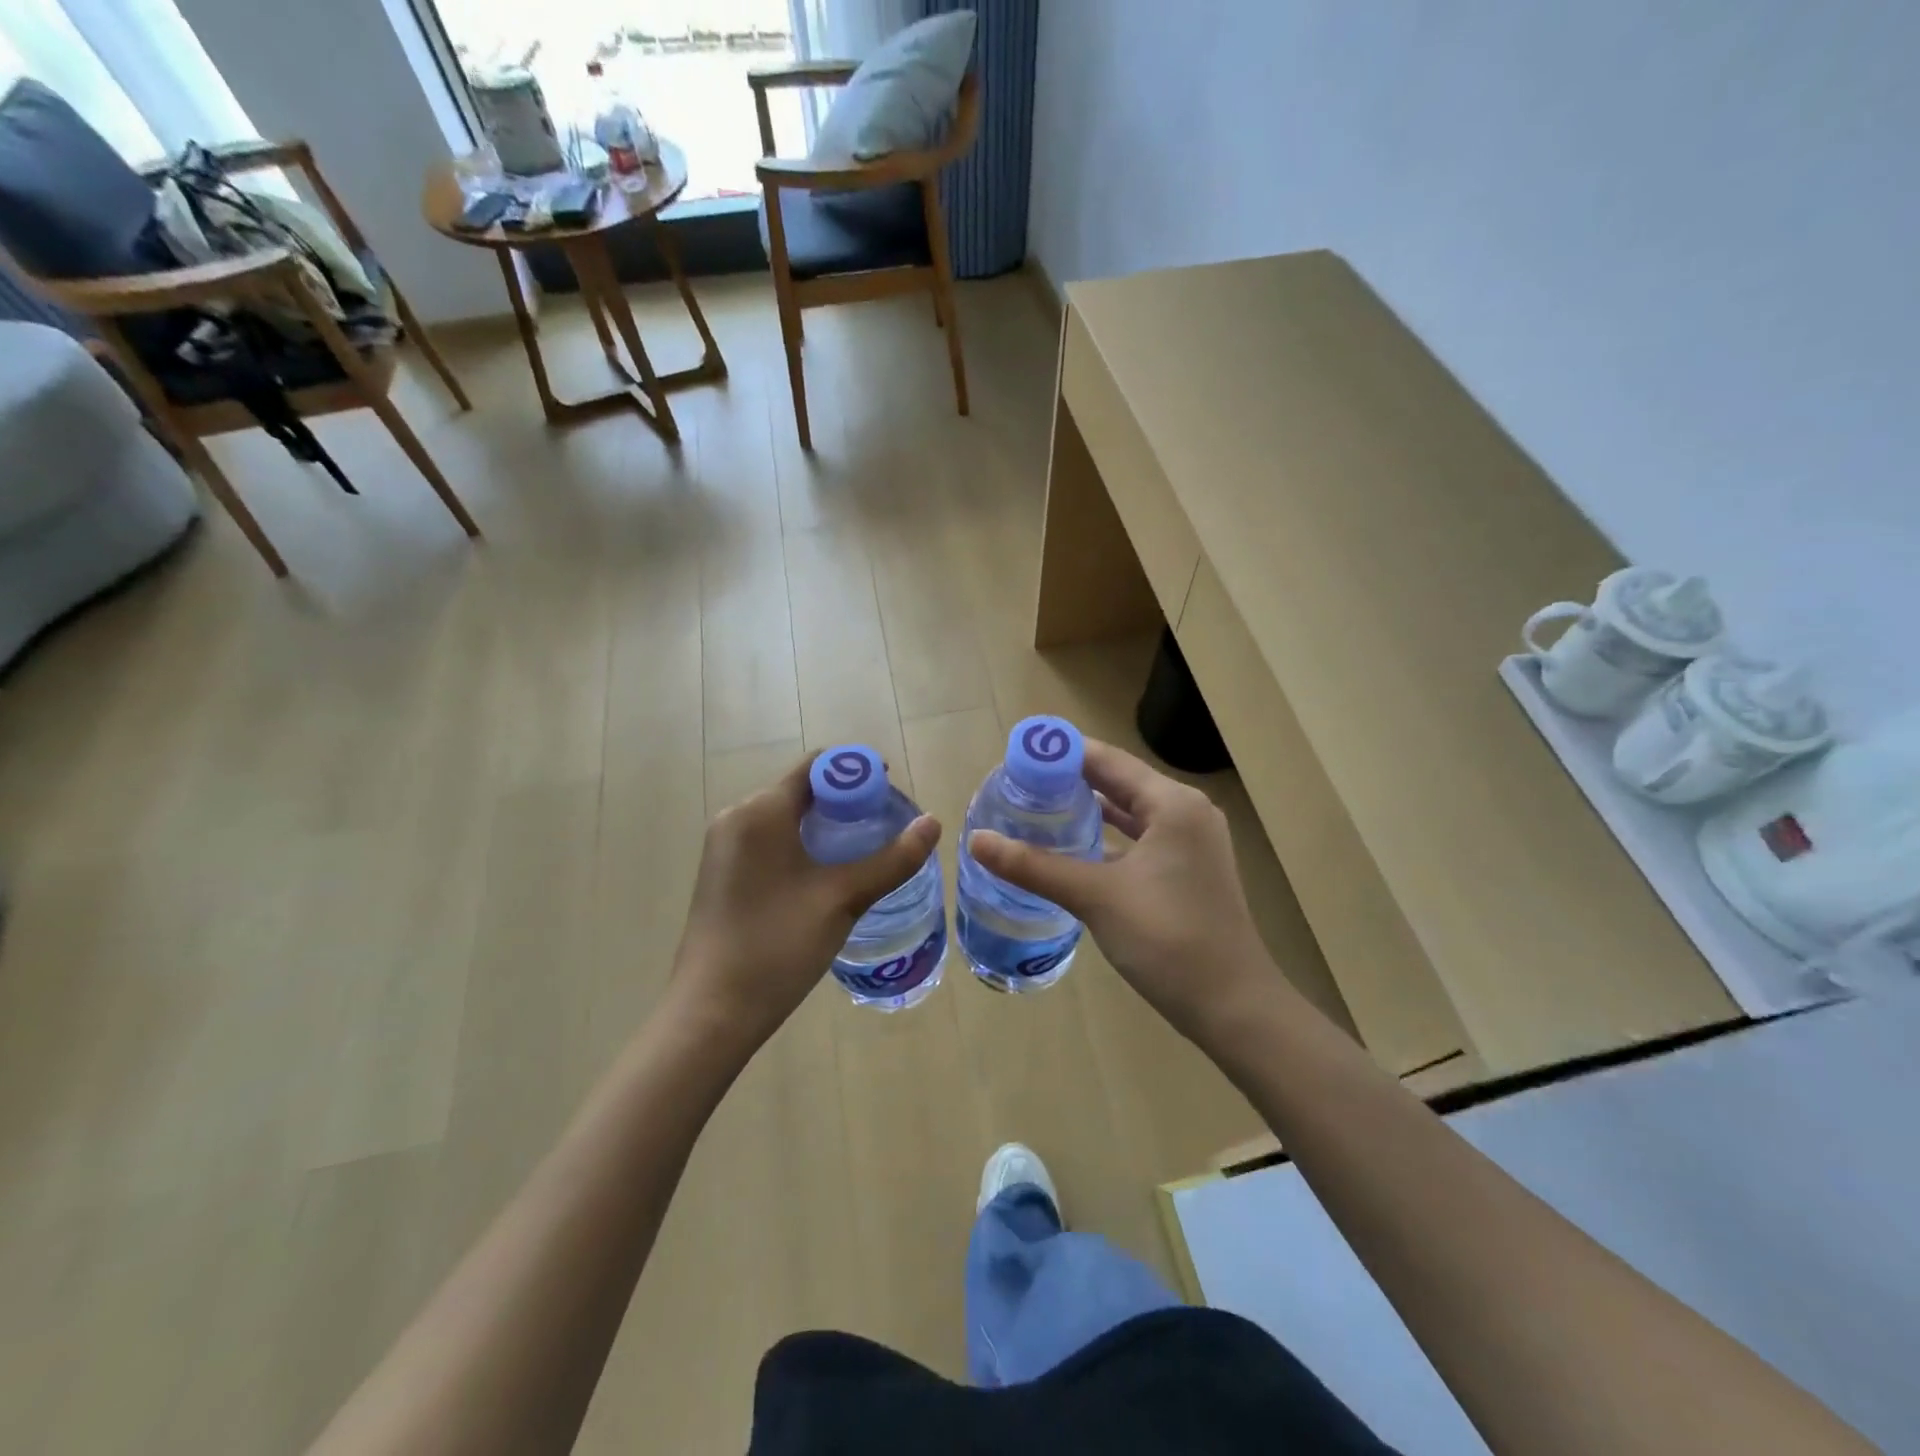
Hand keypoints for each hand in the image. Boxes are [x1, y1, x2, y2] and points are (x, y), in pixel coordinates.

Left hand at [671, 758, 940, 1052]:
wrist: (712, 1012)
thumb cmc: (777, 945)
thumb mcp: (842, 899)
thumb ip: (891, 859)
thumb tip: (933, 823)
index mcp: (761, 811)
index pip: (817, 766)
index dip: (858, 771)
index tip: (892, 793)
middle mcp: (737, 817)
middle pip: (802, 790)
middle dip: (847, 801)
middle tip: (887, 825)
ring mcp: (725, 847)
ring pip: (787, 818)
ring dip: (827, 825)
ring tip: (867, 850)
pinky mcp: (724, 873)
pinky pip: (771, 841)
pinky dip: (804, 844)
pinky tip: (829, 874)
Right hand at [968, 739, 1287, 1048]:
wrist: (1232, 1006)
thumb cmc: (1167, 939)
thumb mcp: (1095, 896)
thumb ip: (1034, 866)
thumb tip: (977, 841)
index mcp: (1172, 803)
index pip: (1107, 759)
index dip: (1061, 754)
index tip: (1016, 757)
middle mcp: (1186, 813)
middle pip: (1119, 782)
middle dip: (1069, 782)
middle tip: (1018, 786)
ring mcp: (1191, 844)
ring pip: (1129, 813)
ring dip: (1088, 810)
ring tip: (1037, 809)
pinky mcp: (1188, 872)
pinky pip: (1139, 840)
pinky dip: (1107, 838)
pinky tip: (1072, 848)